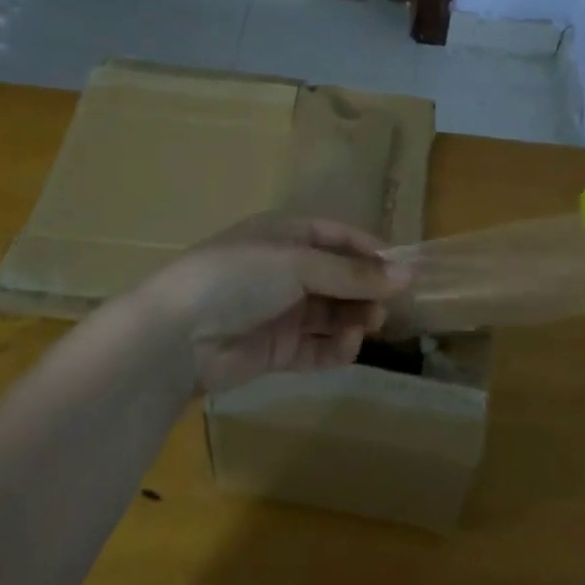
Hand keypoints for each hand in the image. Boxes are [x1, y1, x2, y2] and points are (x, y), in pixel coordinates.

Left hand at [145, 215, 409, 393]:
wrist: (176, 337)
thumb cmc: (239, 278)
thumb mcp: (299, 264)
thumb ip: (354, 274)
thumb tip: (408, 276)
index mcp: (286, 236)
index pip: (339, 237)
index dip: (371, 252)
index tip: (402, 271)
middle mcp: (285, 270)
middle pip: (340, 277)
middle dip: (366, 290)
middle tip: (387, 307)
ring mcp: (281, 311)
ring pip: (333, 312)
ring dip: (355, 318)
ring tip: (369, 326)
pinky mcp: (277, 349)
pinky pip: (318, 345)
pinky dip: (337, 347)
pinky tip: (348, 345)